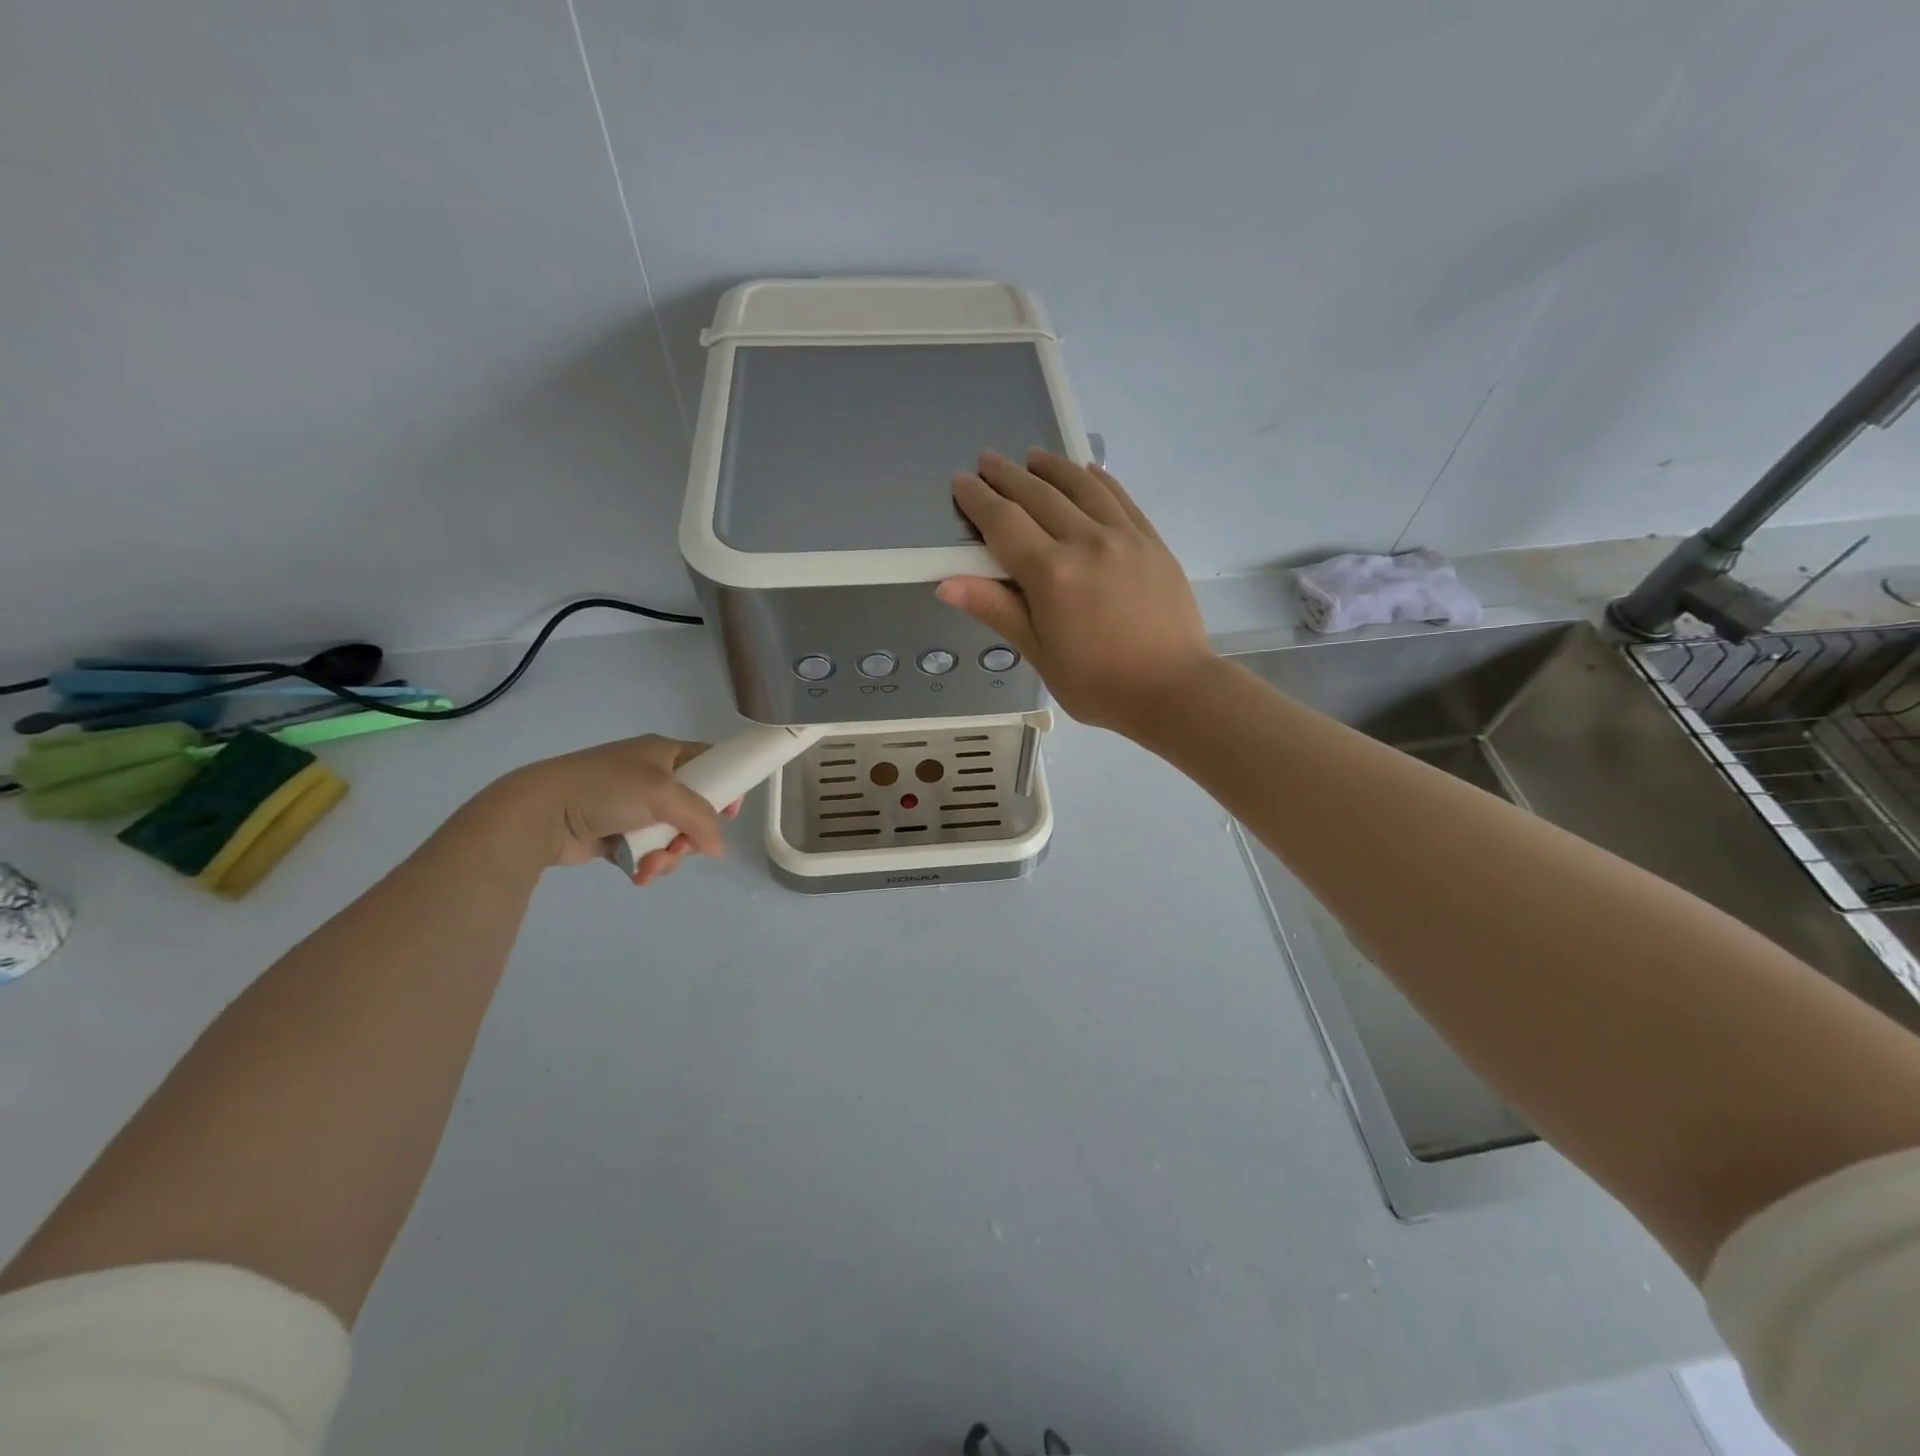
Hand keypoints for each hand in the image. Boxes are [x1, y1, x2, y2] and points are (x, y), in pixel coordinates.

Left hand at [482, 735, 738, 882]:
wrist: (542, 813)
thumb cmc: (607, 789)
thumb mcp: (664, 794)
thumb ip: (701, 819)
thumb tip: (717, 849)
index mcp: (663, 753)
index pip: (709, 763)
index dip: (725, 785)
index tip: (729, 813)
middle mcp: (650, 777)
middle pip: (694, 808)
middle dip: (692, 835)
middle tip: (682, 846)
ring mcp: (632, 808)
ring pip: (672, 836)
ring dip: (669, 855)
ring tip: (651, 864)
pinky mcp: (616, 835)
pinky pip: (648, 852)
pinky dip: (648, 864)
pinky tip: (639, 873)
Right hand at [937, 449, 1214, 736]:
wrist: (1174, 689)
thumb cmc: (1098, 684)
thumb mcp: (1040, 654)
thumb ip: (997, 611)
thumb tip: (947, 584)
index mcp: (1051, 574)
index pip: (1004, 523)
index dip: (979, 500)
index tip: (962, 482)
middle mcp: (1086, 542)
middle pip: (1039, 496)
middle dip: (1008, 475)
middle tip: (988, 460)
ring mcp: (1124, 537)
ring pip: (1081, 487)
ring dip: (1052, 468)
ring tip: (1033, 456)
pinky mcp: (1152, 541)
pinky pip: (1121, 498)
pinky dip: (1099, 480)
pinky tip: (1087, 472)